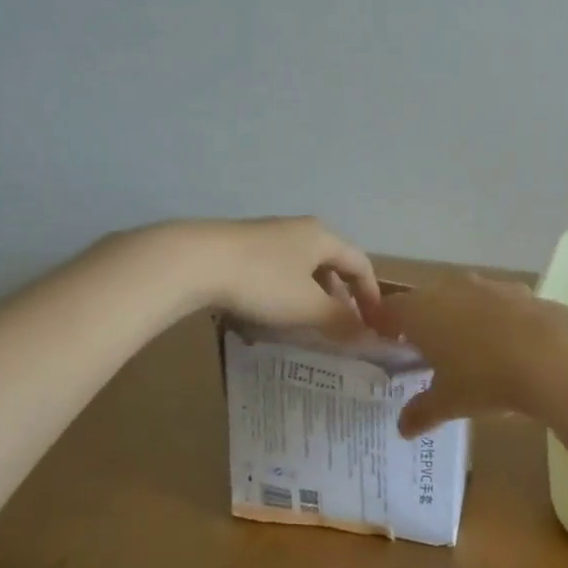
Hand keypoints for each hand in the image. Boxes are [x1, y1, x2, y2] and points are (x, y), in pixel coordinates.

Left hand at [155, 217, 384, 335]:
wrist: (193, 261)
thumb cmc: (262, 281)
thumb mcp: (307, 306)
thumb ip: (341, 322)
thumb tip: (369, 338)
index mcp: (322, 237)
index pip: (360, 262)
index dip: (371, 294)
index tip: (373, 323)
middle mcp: (298, 229)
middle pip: (330, 263)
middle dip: (339, 297)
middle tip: (340, 327)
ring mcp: (266, 236)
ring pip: (300, 268)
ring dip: (309, 297)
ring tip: (304, 325)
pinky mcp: (238, 248)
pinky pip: (274, 272)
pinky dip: (282, 294)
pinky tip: (268, 315)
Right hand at [383, 276, 567, 436]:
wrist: (550, 353)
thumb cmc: (484, 377)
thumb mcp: (448, 402)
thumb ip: (421, 412)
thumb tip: (402, 427)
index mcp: (420, 311)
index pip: (388, 309)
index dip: (383, 325)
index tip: (384, 342)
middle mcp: (447, 288)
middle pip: (424, 299)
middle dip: (422, 322)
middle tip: (423, 351)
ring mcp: (484, 285)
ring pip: (460, 297)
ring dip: (457, 317)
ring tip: (464, 348)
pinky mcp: (517, 289)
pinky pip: (493, 302)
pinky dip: (491, 318)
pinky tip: (503, 343)